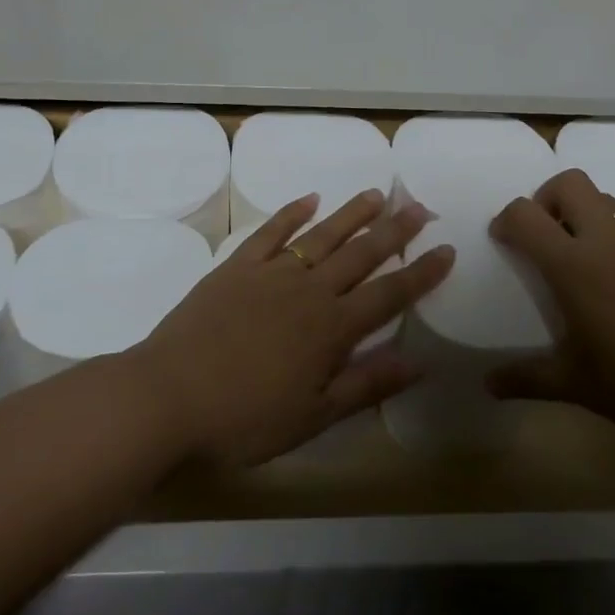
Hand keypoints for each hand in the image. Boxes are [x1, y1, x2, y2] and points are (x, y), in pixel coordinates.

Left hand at [134, 190, 455, 464]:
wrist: (168, 396)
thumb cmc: (244, 420)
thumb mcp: (313, 416)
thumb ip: (365, 384)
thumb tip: (417, 362)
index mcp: (332, 329)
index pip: (389, 294)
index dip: (421, 273)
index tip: (446, 249)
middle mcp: (309, 291)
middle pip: (361, 254)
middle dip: (394, 231)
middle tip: (419, 206)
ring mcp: (271, 274)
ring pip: (321, 235)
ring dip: (351, 214)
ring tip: (376, 194)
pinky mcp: (237, 267)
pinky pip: (271, 232)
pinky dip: (292, 212)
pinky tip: (310, 199)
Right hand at [486, 169, 614, 446]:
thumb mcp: (573, 384)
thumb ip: (525, 378)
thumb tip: (488, 384)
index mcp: (573, 265)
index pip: (525, 214)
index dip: (506, 220)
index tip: (504, 241)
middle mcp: (606, 240)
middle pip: (569, 182)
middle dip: (547, 197)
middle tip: (545, 235)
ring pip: (604, 199)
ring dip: (583, 213)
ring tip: (581, 255)